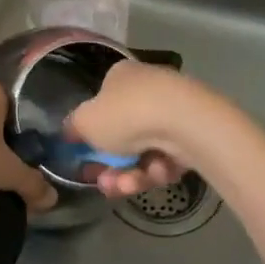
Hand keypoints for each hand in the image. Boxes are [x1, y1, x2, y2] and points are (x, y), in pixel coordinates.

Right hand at [66, 61, 203, 198]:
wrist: (184, 122)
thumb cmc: (126, 114)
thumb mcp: (85, 121)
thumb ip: (74, 127)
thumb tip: (70, 130)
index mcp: (121, 76)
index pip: (102, 104)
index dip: (92, 134)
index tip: (84, 158)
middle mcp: (147, 89)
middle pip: (123, 135)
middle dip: (111, 166)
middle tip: (104, 183)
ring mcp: (173, 112)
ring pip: (144, 152)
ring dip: (131, 174)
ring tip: (127, 187)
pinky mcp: (194, 134)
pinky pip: (168, 158)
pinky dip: (158, 169)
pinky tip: (157, 172)